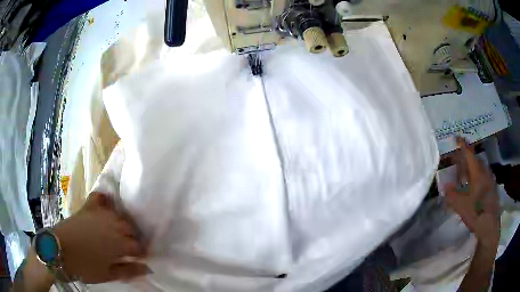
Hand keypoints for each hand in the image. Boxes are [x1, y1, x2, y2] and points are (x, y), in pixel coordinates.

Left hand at [54, 192, 148, 282]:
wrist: (60, 250)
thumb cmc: (85, 266)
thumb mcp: (108, 274)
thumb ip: (128, 271)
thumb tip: (147, 269)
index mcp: (119, 244)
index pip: (138, 246)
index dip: (141, 252)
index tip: (140, 258)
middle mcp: (113, 225)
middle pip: (130, 229)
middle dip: (132, 238)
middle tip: (128, 248)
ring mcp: (100, 214)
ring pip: (119, 215)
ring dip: (122, 223)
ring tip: (119, 232)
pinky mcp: (88, 207)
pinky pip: (99, 197)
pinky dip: (105, 200)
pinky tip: (107, 205)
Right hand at [445, 138, 499, 248]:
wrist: (489, 225)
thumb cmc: (476, 212)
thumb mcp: (461, 206)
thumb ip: (452, 195)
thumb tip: (444, 186)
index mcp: (477, 173)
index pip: (469, 154)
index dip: (462, 144)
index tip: (456, 137)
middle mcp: (485, 172)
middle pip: (475, 160)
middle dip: (467, 158)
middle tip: (459, 162)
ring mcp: (490, 180)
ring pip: (481, 168)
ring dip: (473, 168)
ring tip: (466, 175)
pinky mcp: (492, 188)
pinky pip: (484, 176)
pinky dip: (478, 176)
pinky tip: (475, 187)